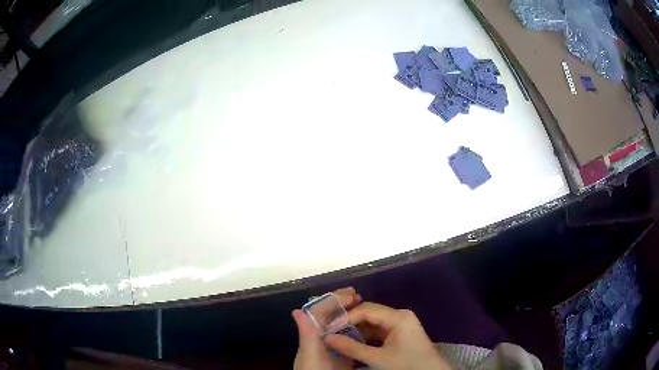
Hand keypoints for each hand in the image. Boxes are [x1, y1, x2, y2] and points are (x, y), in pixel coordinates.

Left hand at [293, 287, 361, 369]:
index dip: (334, 300)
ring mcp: (331, 345)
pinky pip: (348, 336)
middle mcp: (320, 336)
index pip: (320, 311)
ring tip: (362, 306)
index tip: (351, 293)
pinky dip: (355, 327)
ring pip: (339, 323)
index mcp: (311, 334)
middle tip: (358, 296)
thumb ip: (306, 334)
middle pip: (330, 315)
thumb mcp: (310, 354)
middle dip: (342, 303)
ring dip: (349, 312)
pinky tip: (365, 326)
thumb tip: (297, 310)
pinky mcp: (341, 353)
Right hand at [325, 302, 452, 369]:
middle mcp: (400, 315)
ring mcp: (401, 323)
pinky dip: (366, 335)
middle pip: (369, 313)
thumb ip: (352, 348)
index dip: (346, 317)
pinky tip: (353, 341)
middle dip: (350, 322)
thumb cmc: (407, 365)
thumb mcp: (378, 358)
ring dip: (357, 329)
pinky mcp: (400, 332)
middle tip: (331, 330)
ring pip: (373, 321)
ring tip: (338, 336)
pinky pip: (379, 329)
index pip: (366, 310)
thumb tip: (327, 338)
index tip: (328, 327)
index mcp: (398, 317)